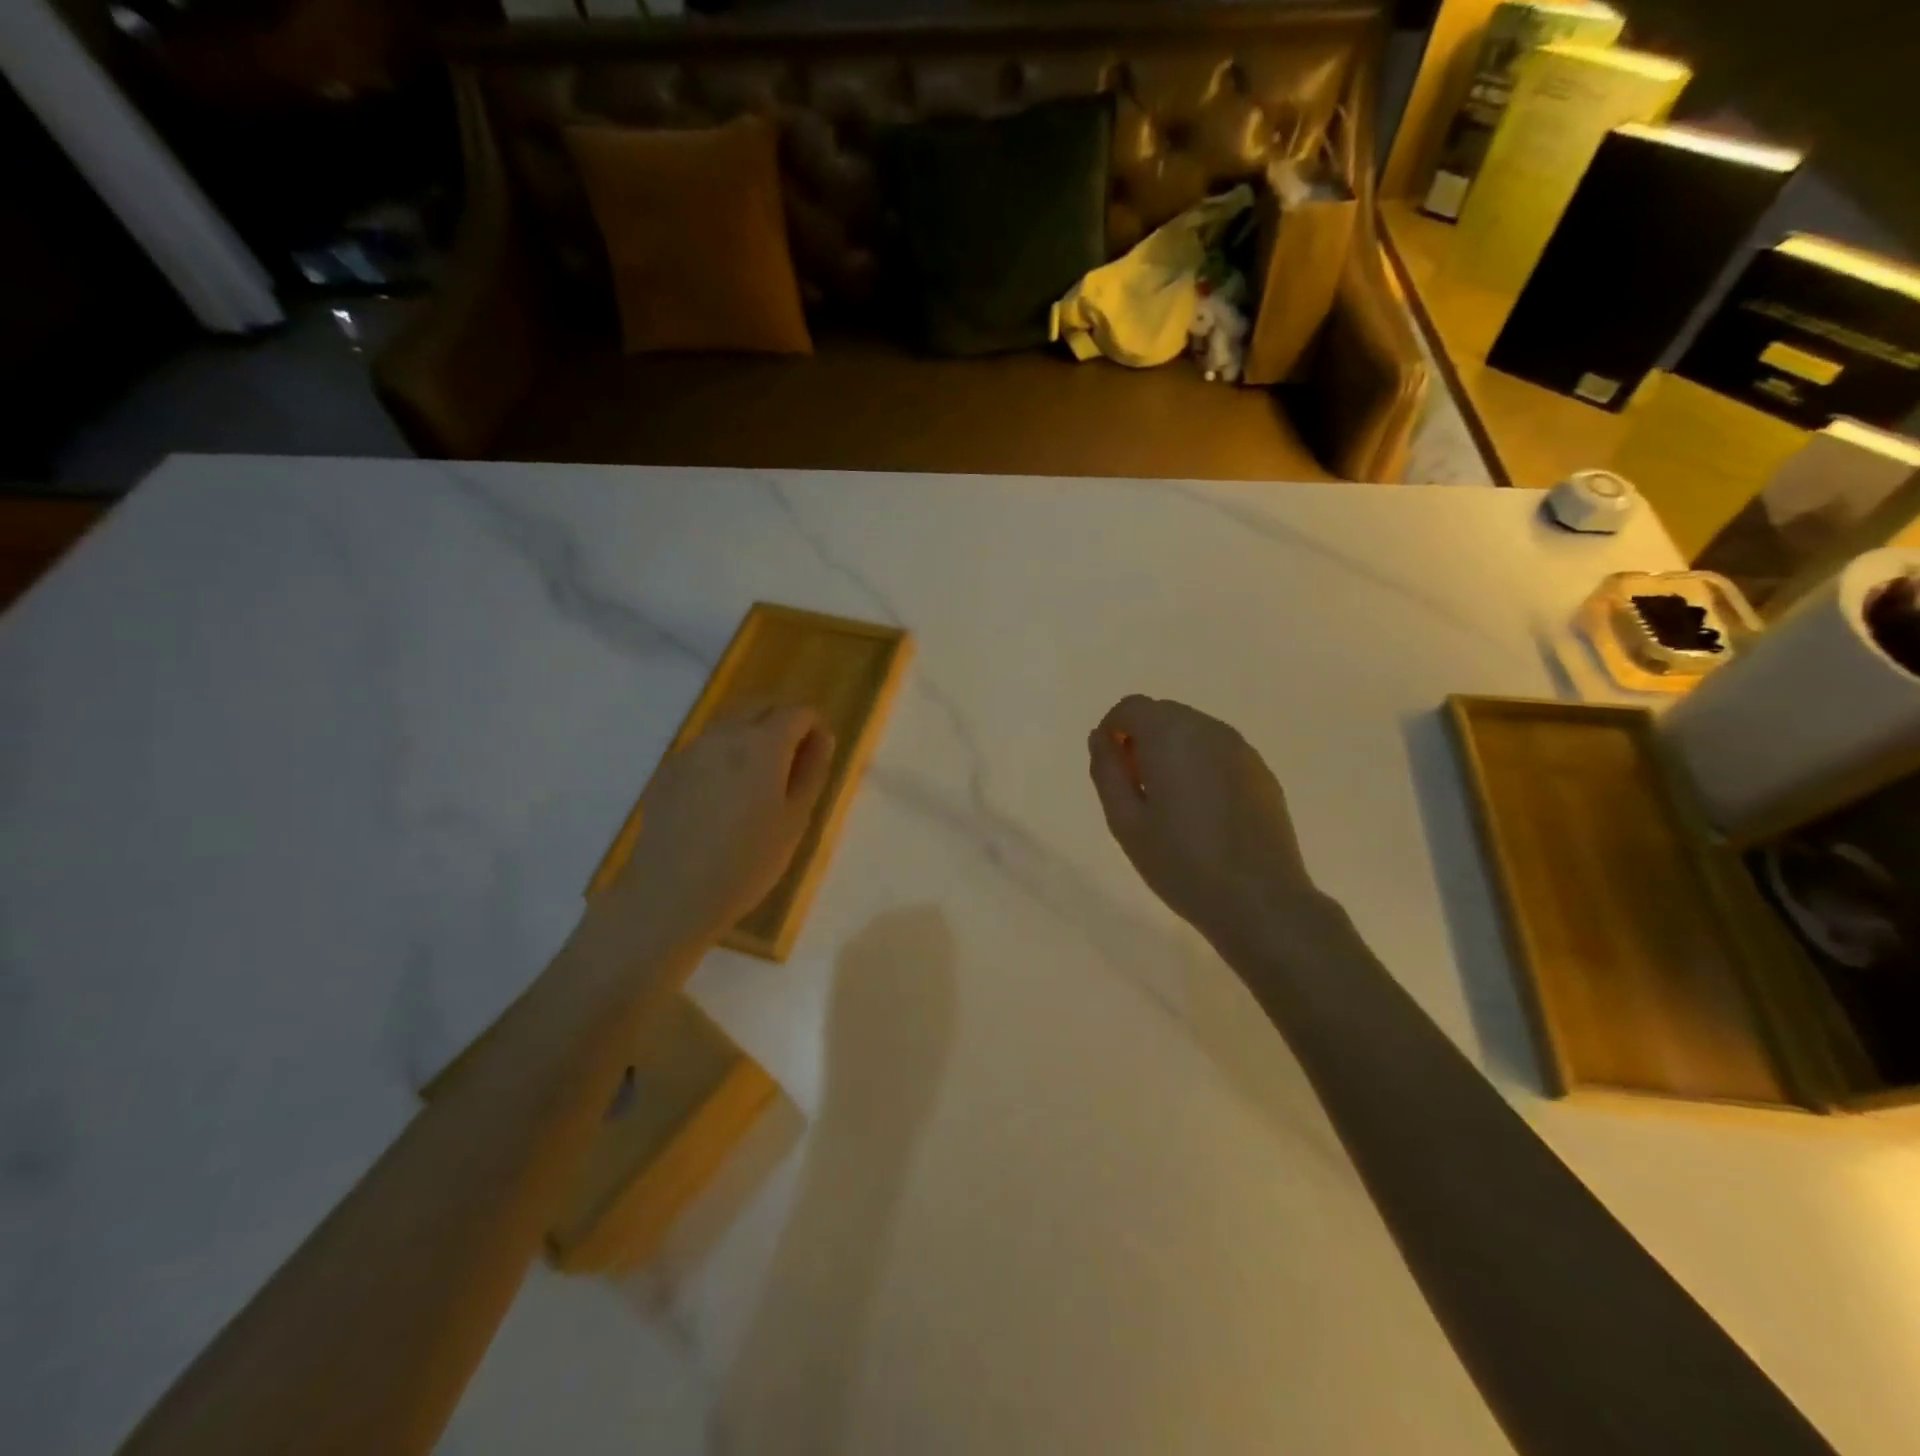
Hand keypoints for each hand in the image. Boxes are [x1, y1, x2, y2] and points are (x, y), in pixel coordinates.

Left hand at [615, 706, 835, 947]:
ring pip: (730, 722)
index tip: (817, 754)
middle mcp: (725, 734)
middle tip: (792, 760)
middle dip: (782, 719)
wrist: (672, 894)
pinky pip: (705, 745)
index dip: (813, 727)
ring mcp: (691, 749)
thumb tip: (822, 737)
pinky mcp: (668, 768)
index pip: (797, 712)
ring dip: (751, 733)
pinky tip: (723, 794)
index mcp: (763, 744)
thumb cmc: (747, 863)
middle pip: (760, 704)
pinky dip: (723, 753)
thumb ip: (812, 771)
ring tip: (757, 778)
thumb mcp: (794, 820)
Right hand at [1088, 696, 1323, 958]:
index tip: (1112, 770)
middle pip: (1163, 714)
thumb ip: (1106, 770)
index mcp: (1170, 735)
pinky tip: (1204, 813)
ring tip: (1171, 805)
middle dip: (1142, 740)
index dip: (1113, 731)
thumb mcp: (1125, 821)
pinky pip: (1219, 753)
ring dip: (1173, 753)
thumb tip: (1101, 737)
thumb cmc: (1180, 862)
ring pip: (1193, 732)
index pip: (1131, 707)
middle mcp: (1208, 729)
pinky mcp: (1261, 772)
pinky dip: (1201, 766)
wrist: (1259, 900)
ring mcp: (1241, 749)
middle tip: (1137, 792)